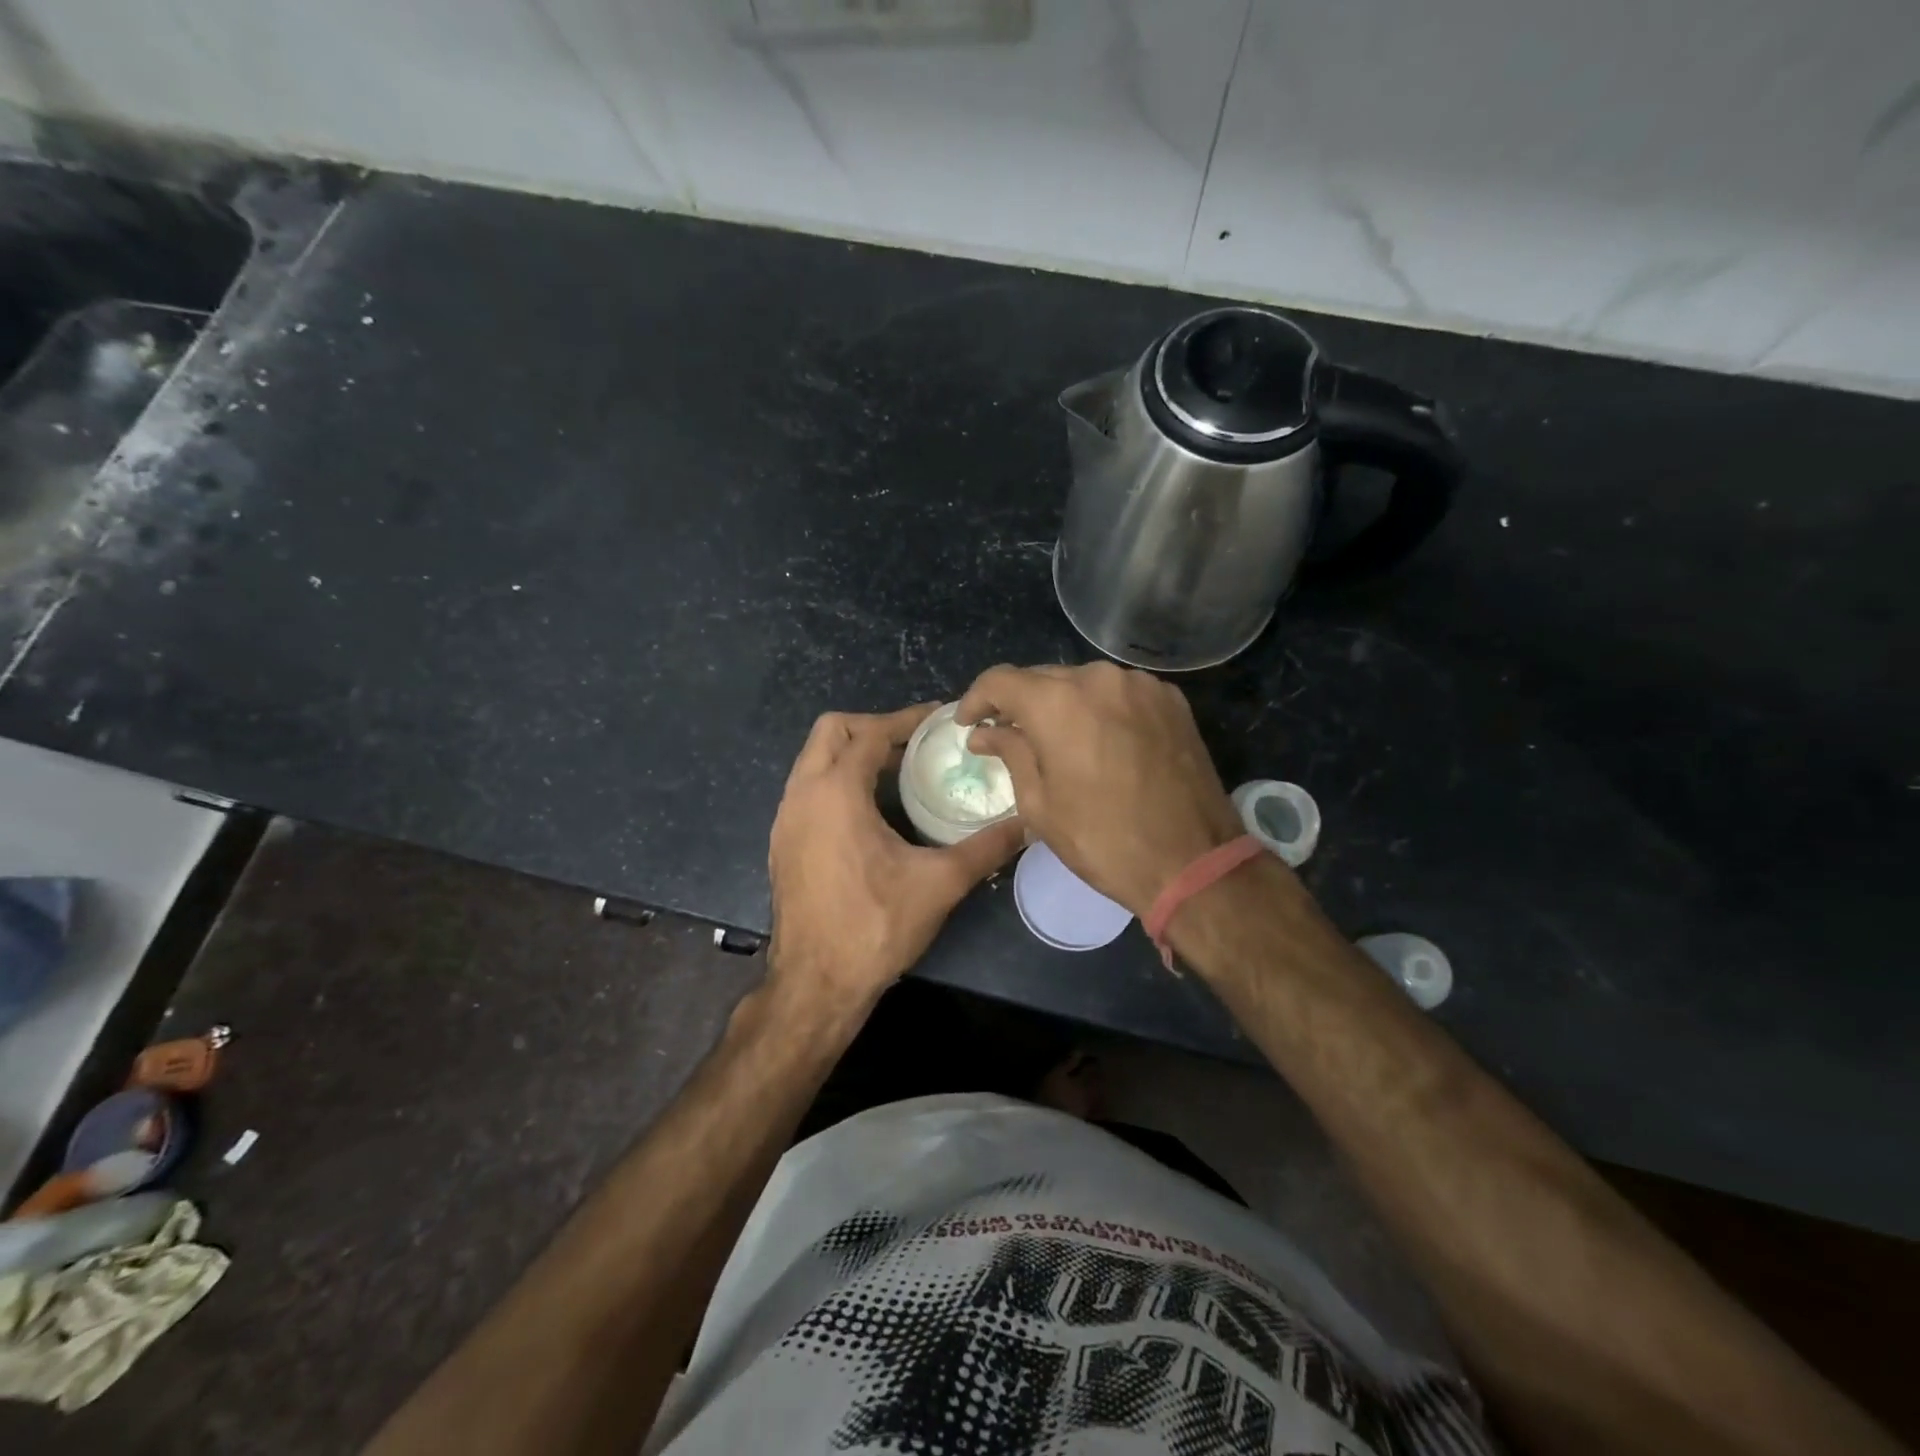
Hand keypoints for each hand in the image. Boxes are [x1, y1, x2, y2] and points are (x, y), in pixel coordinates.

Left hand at [768, 705, 1023, 1009]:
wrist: (815, 985)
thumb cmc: (875, 927)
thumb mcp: (939, 883)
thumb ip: (985, 848)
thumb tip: (1027, 824)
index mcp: (836, 792)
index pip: (870, 732)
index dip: (907, 719)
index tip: (940, 719)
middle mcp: (801, 795)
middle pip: (831, 731)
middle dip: (872, 726)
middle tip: (914, 742)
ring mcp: (784, 819)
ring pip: (813, 760)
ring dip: (852, 753)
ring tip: (897, 771)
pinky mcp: (781, 842)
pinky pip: (807, 789)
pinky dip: (835, 780)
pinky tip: (869, 811)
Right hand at [958, 663, 1243, 916]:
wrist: (1192, 861)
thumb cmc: (1102, 840)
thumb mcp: (1040, 804)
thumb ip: (1011, 754)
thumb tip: (986, 733)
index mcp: (1057, 702)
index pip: (1000, 680)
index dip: (977, 699)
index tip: (970, 723)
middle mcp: (1099, 678)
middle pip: (1044, 678)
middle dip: (1021, 704)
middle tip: (1009, 736)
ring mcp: (1141, 685)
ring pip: (1084, 683)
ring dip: (1063, 705)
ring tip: (1057, 741)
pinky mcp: (1171, 700)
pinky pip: (1120, 693)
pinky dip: (1101, 709)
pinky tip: (1100, 741)